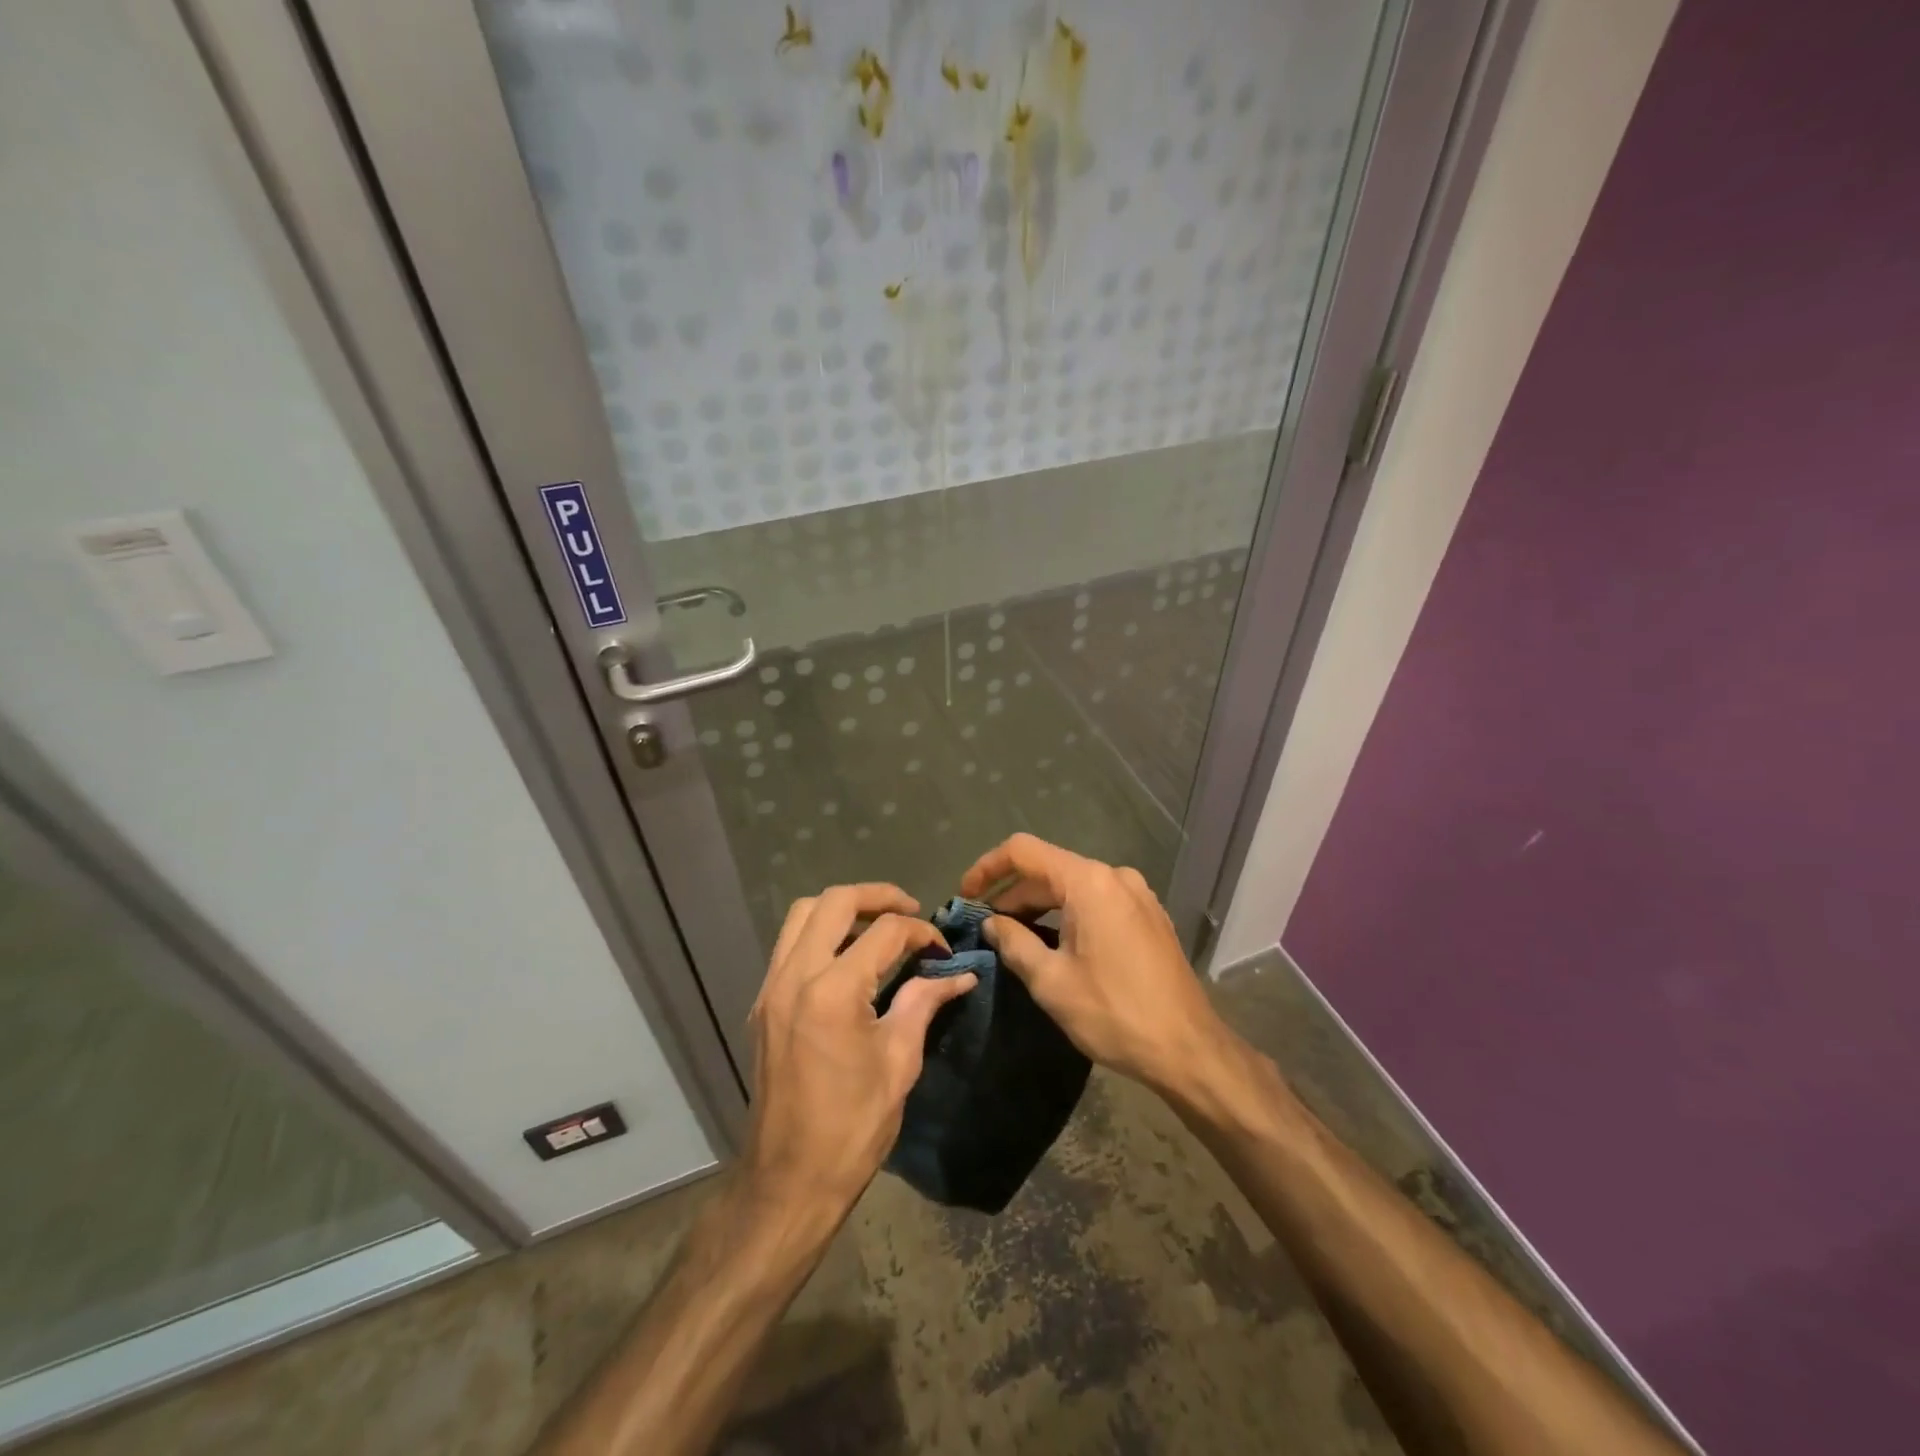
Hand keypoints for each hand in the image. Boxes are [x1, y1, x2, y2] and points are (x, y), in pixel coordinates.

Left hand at [743, 883, 977, 1214]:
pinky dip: (820, 934)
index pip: (885, 932)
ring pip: (802, 914)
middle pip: (834, 901)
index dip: (921, 932)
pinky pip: (789, 945)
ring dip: (842, 908)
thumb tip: (959, 974)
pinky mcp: (762, 1004)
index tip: (943, 951)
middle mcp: (794, 976)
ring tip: (877, 926)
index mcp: (832, 991)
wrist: (789, 1181)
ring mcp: (771, 988)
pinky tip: (847, 958)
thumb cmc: (852, 1127)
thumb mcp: (899, 1062)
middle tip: (910, 910)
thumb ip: (924, 1002)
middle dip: (878, 896)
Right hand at [959, 834, 1233, 1097]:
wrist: (1189, 1049)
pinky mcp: (1148, 916)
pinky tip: (1056, 943)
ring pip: (1074, 886)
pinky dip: (1068, 913)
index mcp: (1089, 882)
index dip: (987, 867)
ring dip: (1040, 906)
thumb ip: (1014, 942)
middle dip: (1013, 894)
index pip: (1024, 851)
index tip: (966, 895)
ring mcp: (1137, 894)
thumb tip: (992, 922)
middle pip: (1049, 869)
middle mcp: (1115, 876)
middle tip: (985, 926)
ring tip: (1014, 936)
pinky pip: (1097, 901)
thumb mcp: (1051, 982)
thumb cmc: (1114, 1013)